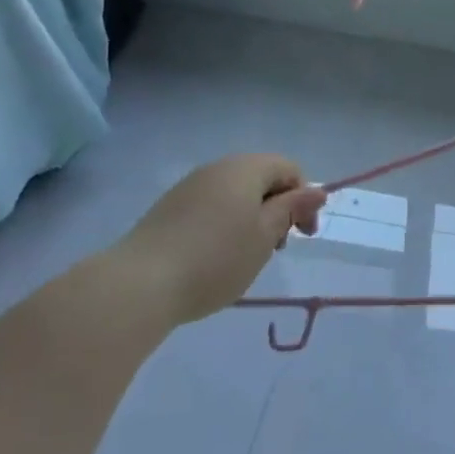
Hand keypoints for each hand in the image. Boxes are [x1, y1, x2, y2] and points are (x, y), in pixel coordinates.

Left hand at [114, 154, 325, 324]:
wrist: (138, 285)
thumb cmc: (216, 258)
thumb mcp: (265, 236)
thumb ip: (292, 209)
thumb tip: (316, 191)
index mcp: (245, 168)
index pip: (289, 168)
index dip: (304, 198)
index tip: (303, 236)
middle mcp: (217, 168)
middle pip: (261, 178)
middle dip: (278, 208)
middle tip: (277, 247)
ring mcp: (189, 187)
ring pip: (235, 194)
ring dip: (252, 218)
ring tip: (247, 255)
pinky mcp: (168, 209)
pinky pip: (211, 207)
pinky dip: (225, 224)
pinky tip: (216, 257)